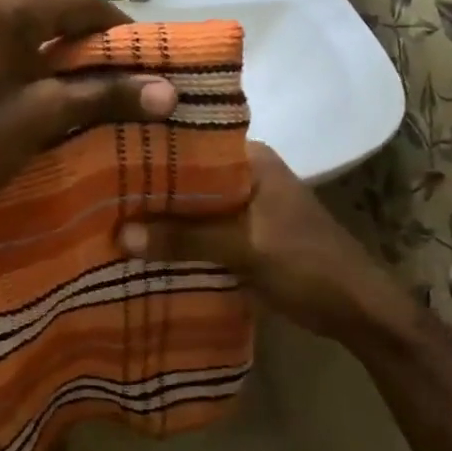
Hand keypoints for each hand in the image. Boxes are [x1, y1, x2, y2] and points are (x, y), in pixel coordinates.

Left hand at [0, 0, 176, 239]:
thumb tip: (170, 93)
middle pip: (41, 6)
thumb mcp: (41, 118)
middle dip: (73, 39)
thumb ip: (106, 96)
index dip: (115, 30)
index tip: (138, 60)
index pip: (80, 3)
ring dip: (35, 44)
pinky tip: (4, 81)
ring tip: (54, 83)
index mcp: (2, 1)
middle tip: (98, 77)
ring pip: (5, 17)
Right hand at [116, 142, 422, 345]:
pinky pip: (199, 230)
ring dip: (159, 214)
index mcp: (251, 159)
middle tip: (94, 187)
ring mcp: (243, 207)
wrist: (357, 310)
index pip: (191, 140)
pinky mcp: (241, 236)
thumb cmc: (307, 264)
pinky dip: (175, 237)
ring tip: (106, 214)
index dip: (151, 148)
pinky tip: (139, 245)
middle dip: (148, 186)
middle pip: (186, 176)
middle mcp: (244, 175)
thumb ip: (185, 237)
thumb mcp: (244, 247)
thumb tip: (120, 234)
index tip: (105, 151)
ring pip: (190, 205)